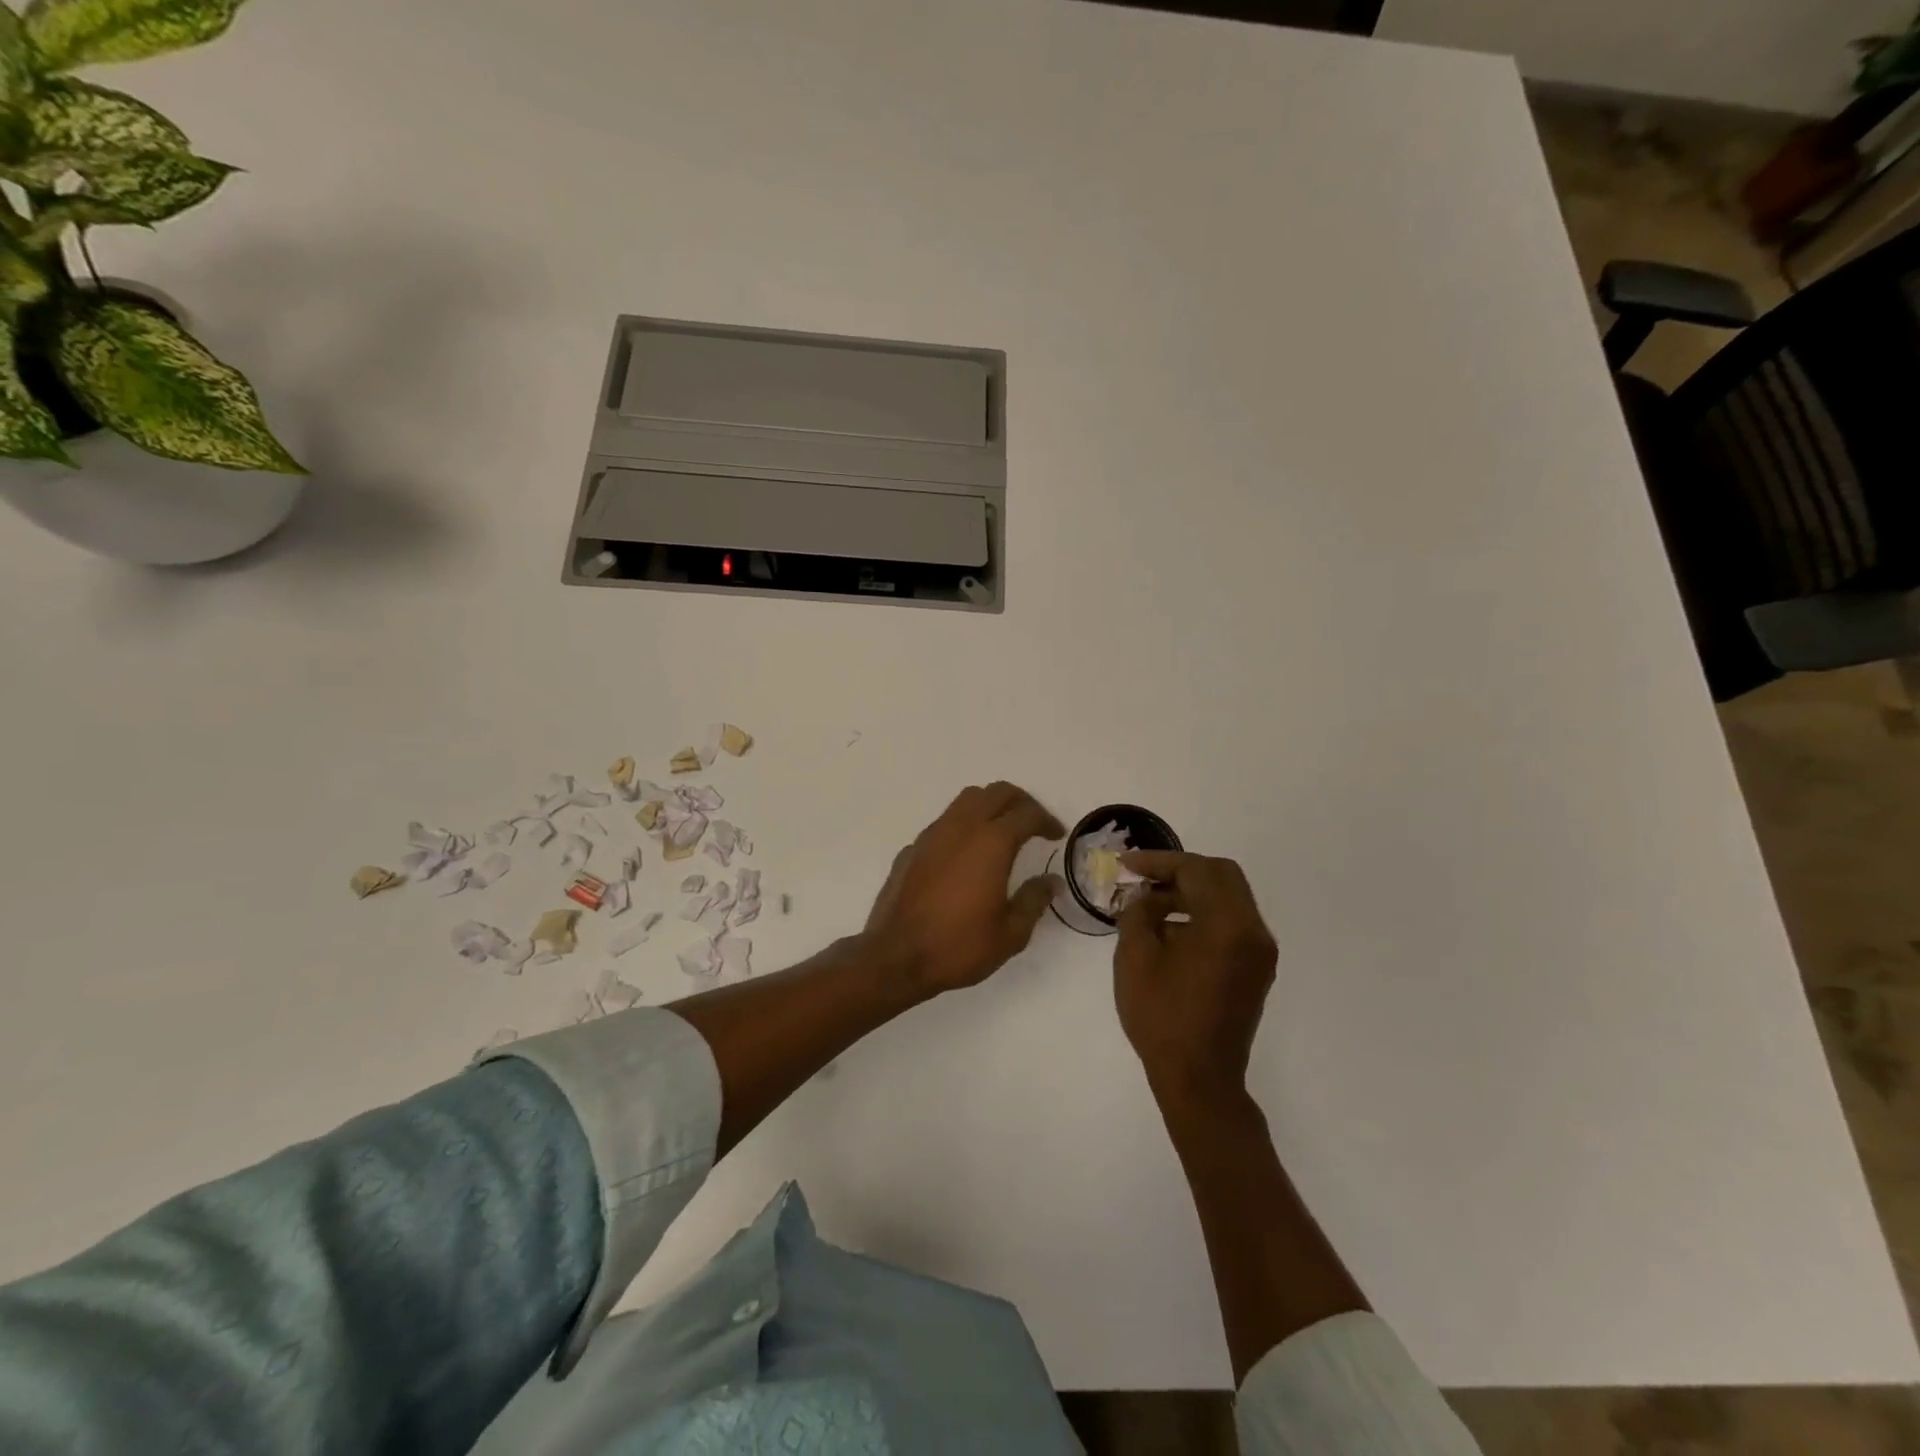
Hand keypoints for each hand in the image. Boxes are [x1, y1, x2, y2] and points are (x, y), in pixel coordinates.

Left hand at [862, 782, 1065, 994]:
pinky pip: (944, 822)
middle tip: (1034, 823)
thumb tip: (1051, 881)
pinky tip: (965, 855)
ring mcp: (932, 834)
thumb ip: (1034, 900)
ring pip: (967, 799)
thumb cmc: (958, 946)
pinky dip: (963, 826)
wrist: (895, 957)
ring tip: (1001, 831)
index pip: (1027, 814)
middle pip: (997, 792)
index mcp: (991, 843)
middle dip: (1021, 802)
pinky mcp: (912, 848)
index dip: (1047, 820)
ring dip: (990, 806)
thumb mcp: (1010, 933)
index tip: (1056, 834)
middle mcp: (962, 827)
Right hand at [1114, 851, 1277, 1109]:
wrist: (1200, 1080)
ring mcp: (1259, 951)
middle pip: (1221, 875)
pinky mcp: (1255, 968)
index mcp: (1228, 924)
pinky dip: (1203, 914)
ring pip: (1228, 898)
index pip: (1196, 870)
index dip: (1158, 862)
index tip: (1125, 864)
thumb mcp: (1135, 957)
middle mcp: (1253, 931)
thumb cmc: (1162, 1017)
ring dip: (1191, 892)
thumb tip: (1144, 897)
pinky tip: (1169, 930)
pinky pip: (1231, 923)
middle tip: (1143, 878)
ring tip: (1149, 904)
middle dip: (1179, 870)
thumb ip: (1138, 913)